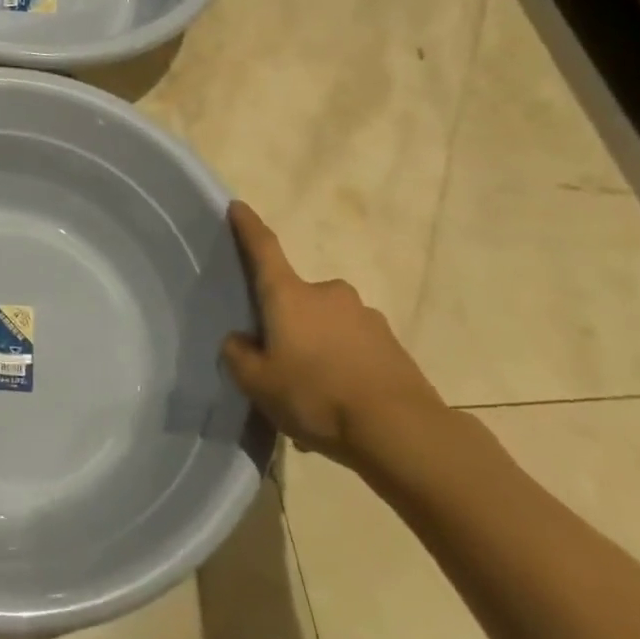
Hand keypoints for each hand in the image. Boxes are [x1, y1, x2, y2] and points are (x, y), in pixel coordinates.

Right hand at [219, 200, 444, 465]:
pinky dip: (344, 368)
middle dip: (288, 323)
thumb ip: (238, 355)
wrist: (401, 432)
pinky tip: (342, 406)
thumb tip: (241, 340)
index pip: (264, 249)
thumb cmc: (316, 397)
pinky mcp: (392, 345)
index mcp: (289, 295)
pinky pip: (355, 350)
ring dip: (318, 349)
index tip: (238, 207)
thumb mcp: (257, 384)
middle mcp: (328, 294)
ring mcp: (365, 316)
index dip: (248, 227)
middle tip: (280, 362)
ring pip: (328, 328)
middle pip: (297, 300)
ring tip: (313, 396)